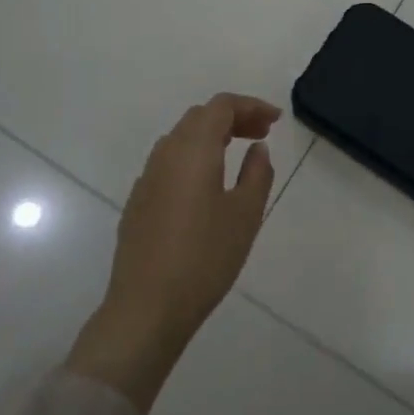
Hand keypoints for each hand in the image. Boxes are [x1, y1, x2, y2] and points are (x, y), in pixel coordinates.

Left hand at [67, 93, 280, 411]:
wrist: (147, 308)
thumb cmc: (205, 258)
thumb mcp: (246, 215)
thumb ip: (257, 174)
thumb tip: (257, 149)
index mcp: (193, 150)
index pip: (221, 106)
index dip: (251, 106)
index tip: (275, 121)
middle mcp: (165, 154)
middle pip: (199, 117)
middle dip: (233, 118)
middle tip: (261, 135)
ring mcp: (147, 178)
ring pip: (181, 139)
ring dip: (211, 136)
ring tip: (238, 154)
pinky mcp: (138, 201)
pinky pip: (169, 162)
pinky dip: (193, 158)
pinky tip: (207, 185)